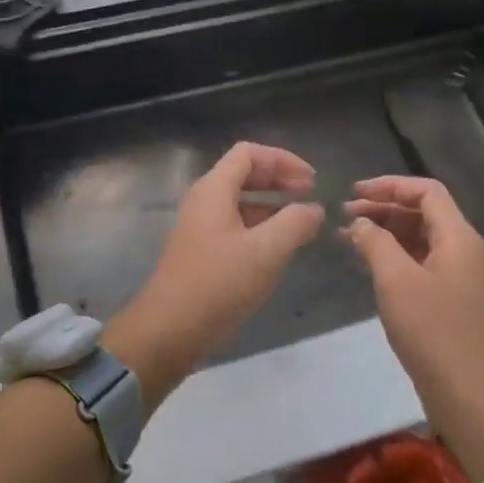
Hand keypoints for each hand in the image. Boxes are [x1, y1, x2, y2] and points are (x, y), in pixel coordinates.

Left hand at [104, 143, 322, 402]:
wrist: (170, 328)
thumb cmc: (219, 283)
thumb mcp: (267, 251)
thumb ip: (295, 223)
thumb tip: (313, 209)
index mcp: (214, 189)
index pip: (248, 153)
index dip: (283, 160)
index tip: (311, 181)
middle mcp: (203, 201)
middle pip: (243, 174)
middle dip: (278, 179)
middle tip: (310, 194)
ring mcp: (199, 227)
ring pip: (239, 202)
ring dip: (271, 205)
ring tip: (301, 223)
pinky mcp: (200, 252)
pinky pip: (233, 225)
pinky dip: (259, 227)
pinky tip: (277, 249)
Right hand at [344, 177, 483, 477]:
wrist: (468, 392)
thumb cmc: (433, 329)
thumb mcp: (396, 279)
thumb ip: (375, 242)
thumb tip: (360, 223)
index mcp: (457, 236)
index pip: (426, 191)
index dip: (390, 185)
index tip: (353, 192)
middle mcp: (461, 249)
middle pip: (422, 212)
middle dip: (382, 207)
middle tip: (344, 214)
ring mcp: (455, 275)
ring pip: (417, 238)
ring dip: (384, 232)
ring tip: (347, 236)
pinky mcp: (446, 298)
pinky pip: (417, 261)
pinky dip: (391, 255)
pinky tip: (365, 263)